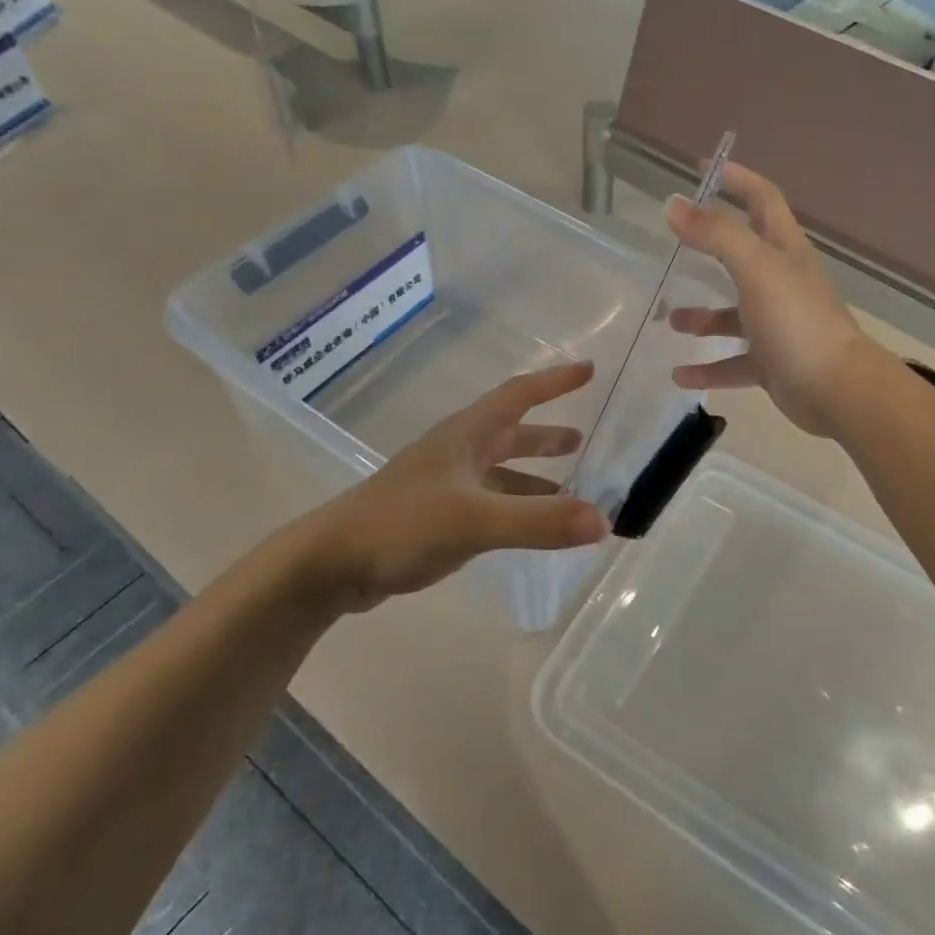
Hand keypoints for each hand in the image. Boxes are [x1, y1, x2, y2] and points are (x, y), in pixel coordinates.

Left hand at [262, 363, 608, 614]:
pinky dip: (516, 507)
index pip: (518, 395)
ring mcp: (445, 485)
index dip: (554, 381)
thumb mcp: (474, 520)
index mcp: (466, 435)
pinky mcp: (436, 516)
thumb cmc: (401, 525)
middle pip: (511, 432)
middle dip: (546, 433)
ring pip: (500, 471)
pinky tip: (529, 527)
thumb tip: (603, 519)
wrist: (331, 564)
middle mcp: (458, 453)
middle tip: (584, 439)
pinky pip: (489, 502)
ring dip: (534, 475)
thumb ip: (539, 520)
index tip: (589, 371)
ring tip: (570, 487)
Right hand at [666, 163, 875, 437]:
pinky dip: (707, 367)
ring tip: (669, 320)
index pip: (763, 200)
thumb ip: (716, 235)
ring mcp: (777, 325)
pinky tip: (678, 375)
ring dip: (703, 317)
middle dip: (711, 245)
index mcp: (784, 251)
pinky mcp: (772, 363)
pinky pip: (732, 363)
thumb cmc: (797, 320)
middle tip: (675, 240)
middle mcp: (781, 283)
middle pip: (744, 254)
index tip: (704, 168)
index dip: (737, 179)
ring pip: (733, 315)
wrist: (836, 389)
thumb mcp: (756, 268)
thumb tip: (674, 204)